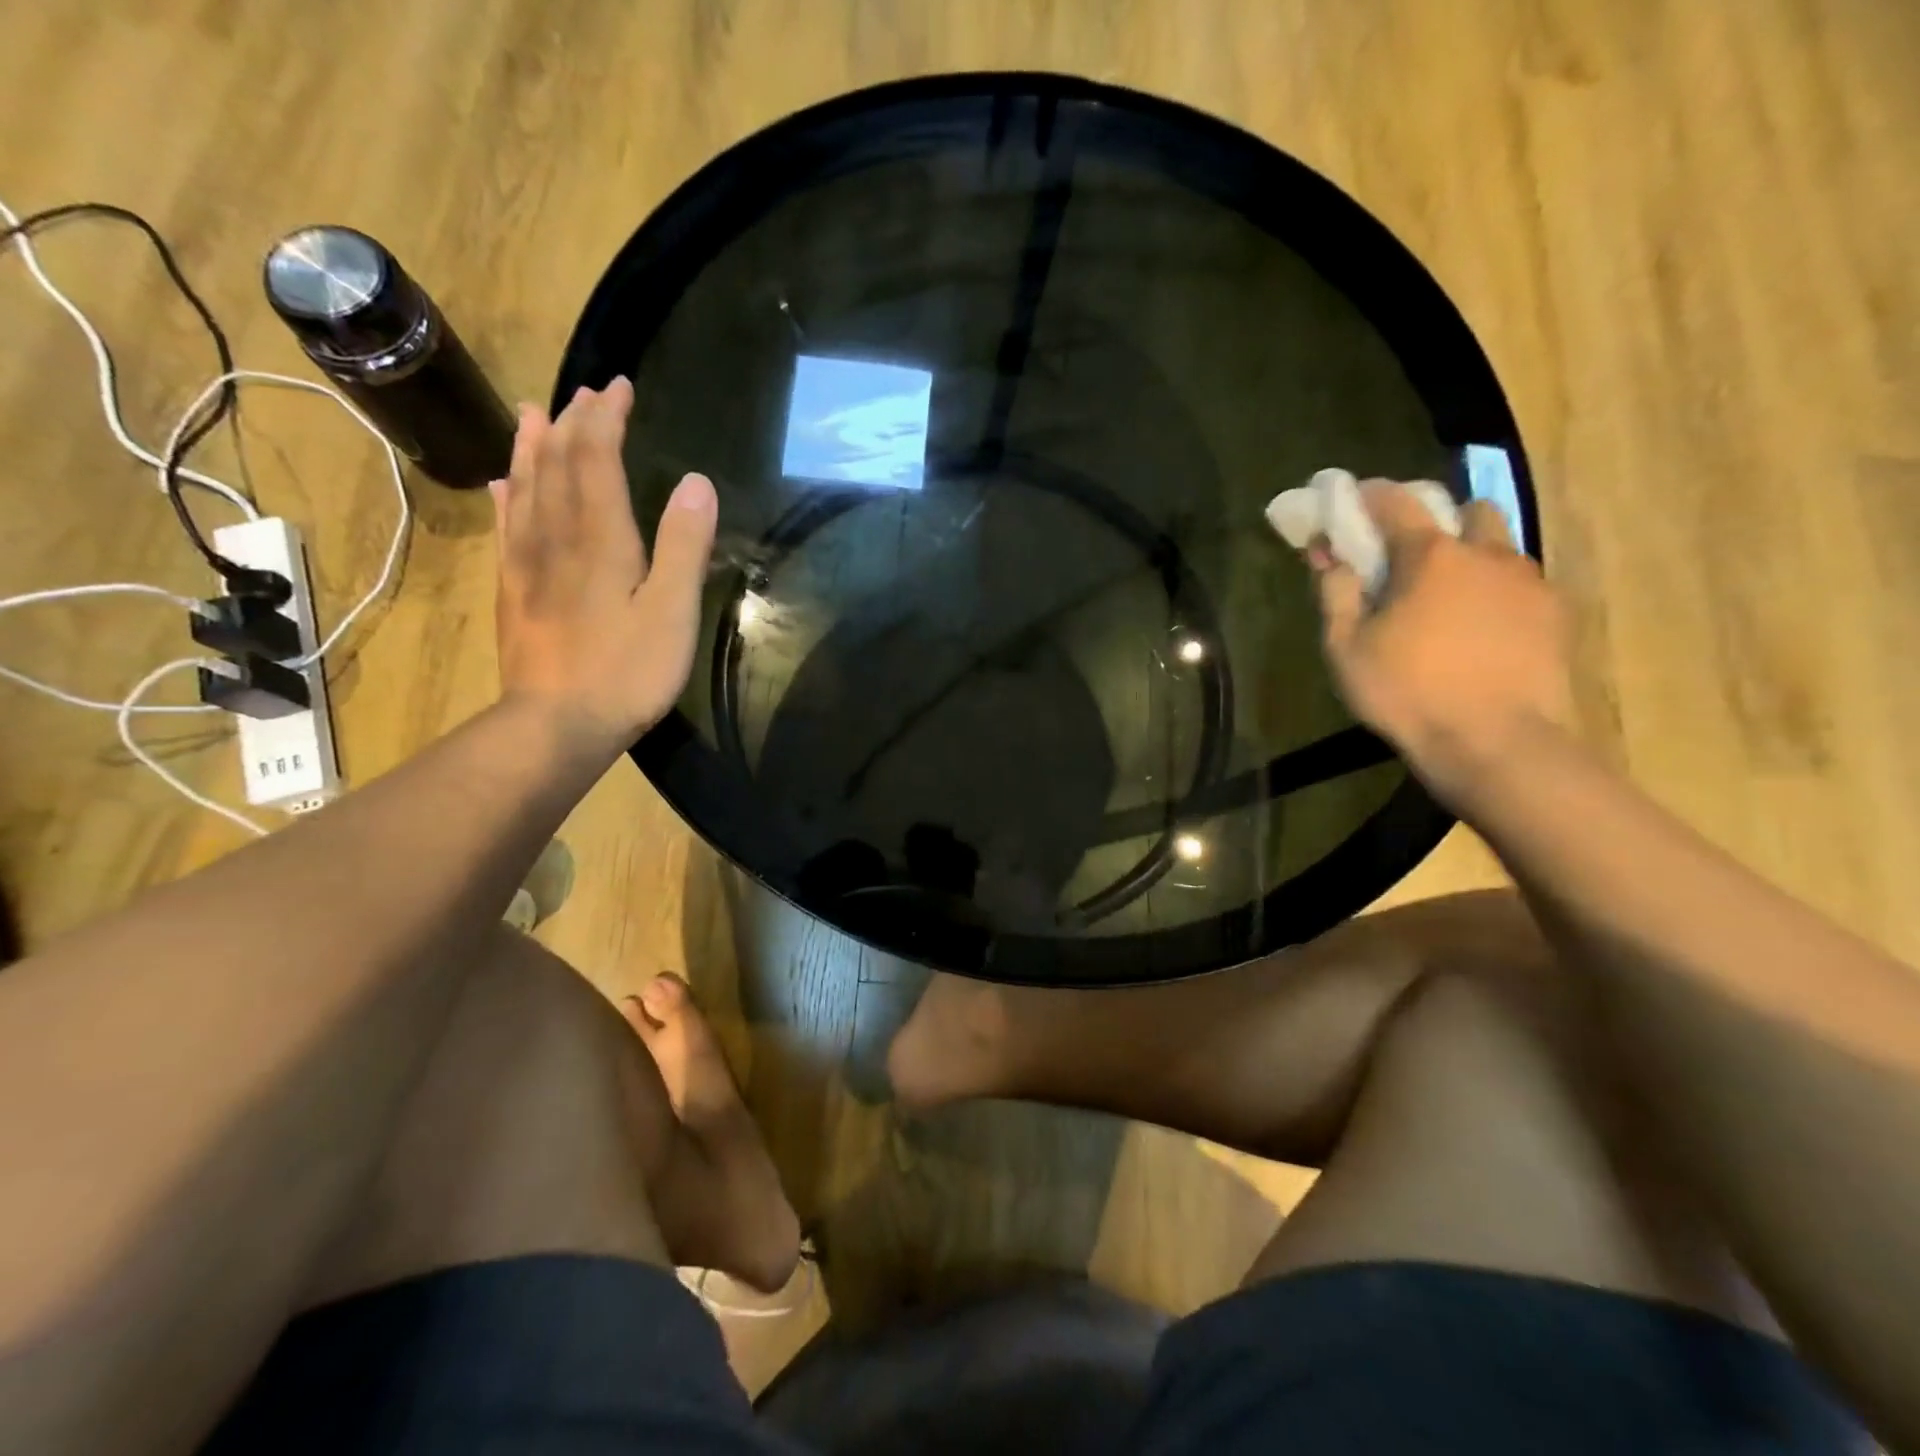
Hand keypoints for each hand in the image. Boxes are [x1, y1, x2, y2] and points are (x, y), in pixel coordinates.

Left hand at [491, 379, 716, 760]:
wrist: (557, 724)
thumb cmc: (628, 670)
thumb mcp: (673, 611)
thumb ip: (684, 545)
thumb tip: (698, 481)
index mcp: (601, 538)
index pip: (596, 458)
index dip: (606, 418)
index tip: (619, 386)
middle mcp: (556, 537)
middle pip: (556, 464)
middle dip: (571, 422)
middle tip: (585, 393)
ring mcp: (526, 564)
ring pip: (524, 488)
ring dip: (531, 446)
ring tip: (533, 413)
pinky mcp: (513, 592)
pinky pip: (506, 528)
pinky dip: (507, 497)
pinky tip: (502, 485)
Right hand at [1307, 480, 1575, 800]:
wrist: (1496, 743)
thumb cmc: (1407, 693)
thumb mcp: (1346, 649)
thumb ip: (1335, 594)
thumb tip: (1329, 556)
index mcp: (1431, 556)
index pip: (1396, 502)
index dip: (1369, 495)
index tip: (1351, 497)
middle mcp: (1487, 554)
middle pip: (1467, 510)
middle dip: (1438, 519)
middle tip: (1411, 554)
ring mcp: (1529, 582)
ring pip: (1501, 546)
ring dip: (1472, 555)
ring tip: (1449, 596)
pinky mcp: (1555, 615)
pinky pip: (1521, 584)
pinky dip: (1496, 590)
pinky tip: (1481, 627)